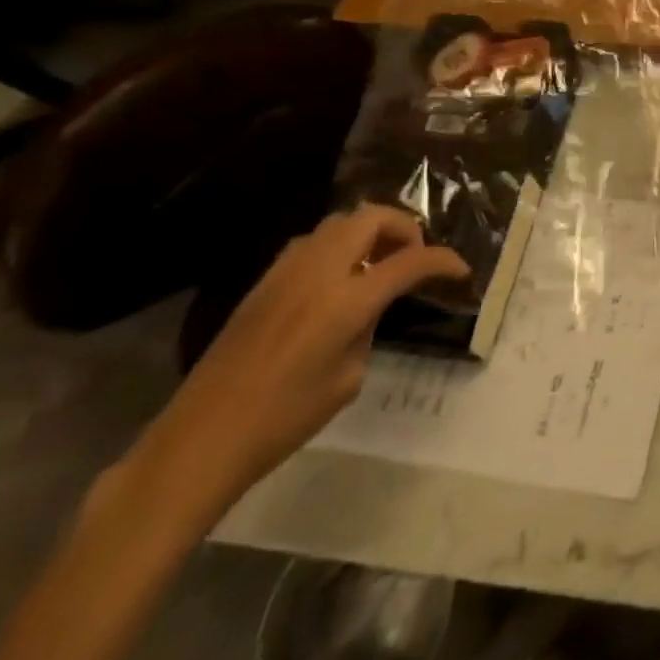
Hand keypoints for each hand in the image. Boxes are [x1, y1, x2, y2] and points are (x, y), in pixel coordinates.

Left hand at [128, 205, 469, 521]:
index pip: (410, 263)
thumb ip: (366, 330)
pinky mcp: (262, 283)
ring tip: (378, 262)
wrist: (199, 441)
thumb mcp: (347, 379)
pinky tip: (339, 279)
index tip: (460, 271)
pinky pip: (312, 243)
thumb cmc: (282, 421)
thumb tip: (366, 310)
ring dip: (368, 231)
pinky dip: (338, 245)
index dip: (443, 261)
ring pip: (338, 222)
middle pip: (371, 217)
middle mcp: (318, 272)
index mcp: (346, 301)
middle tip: (413, 256)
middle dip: (403, 228)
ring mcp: (285, 273)